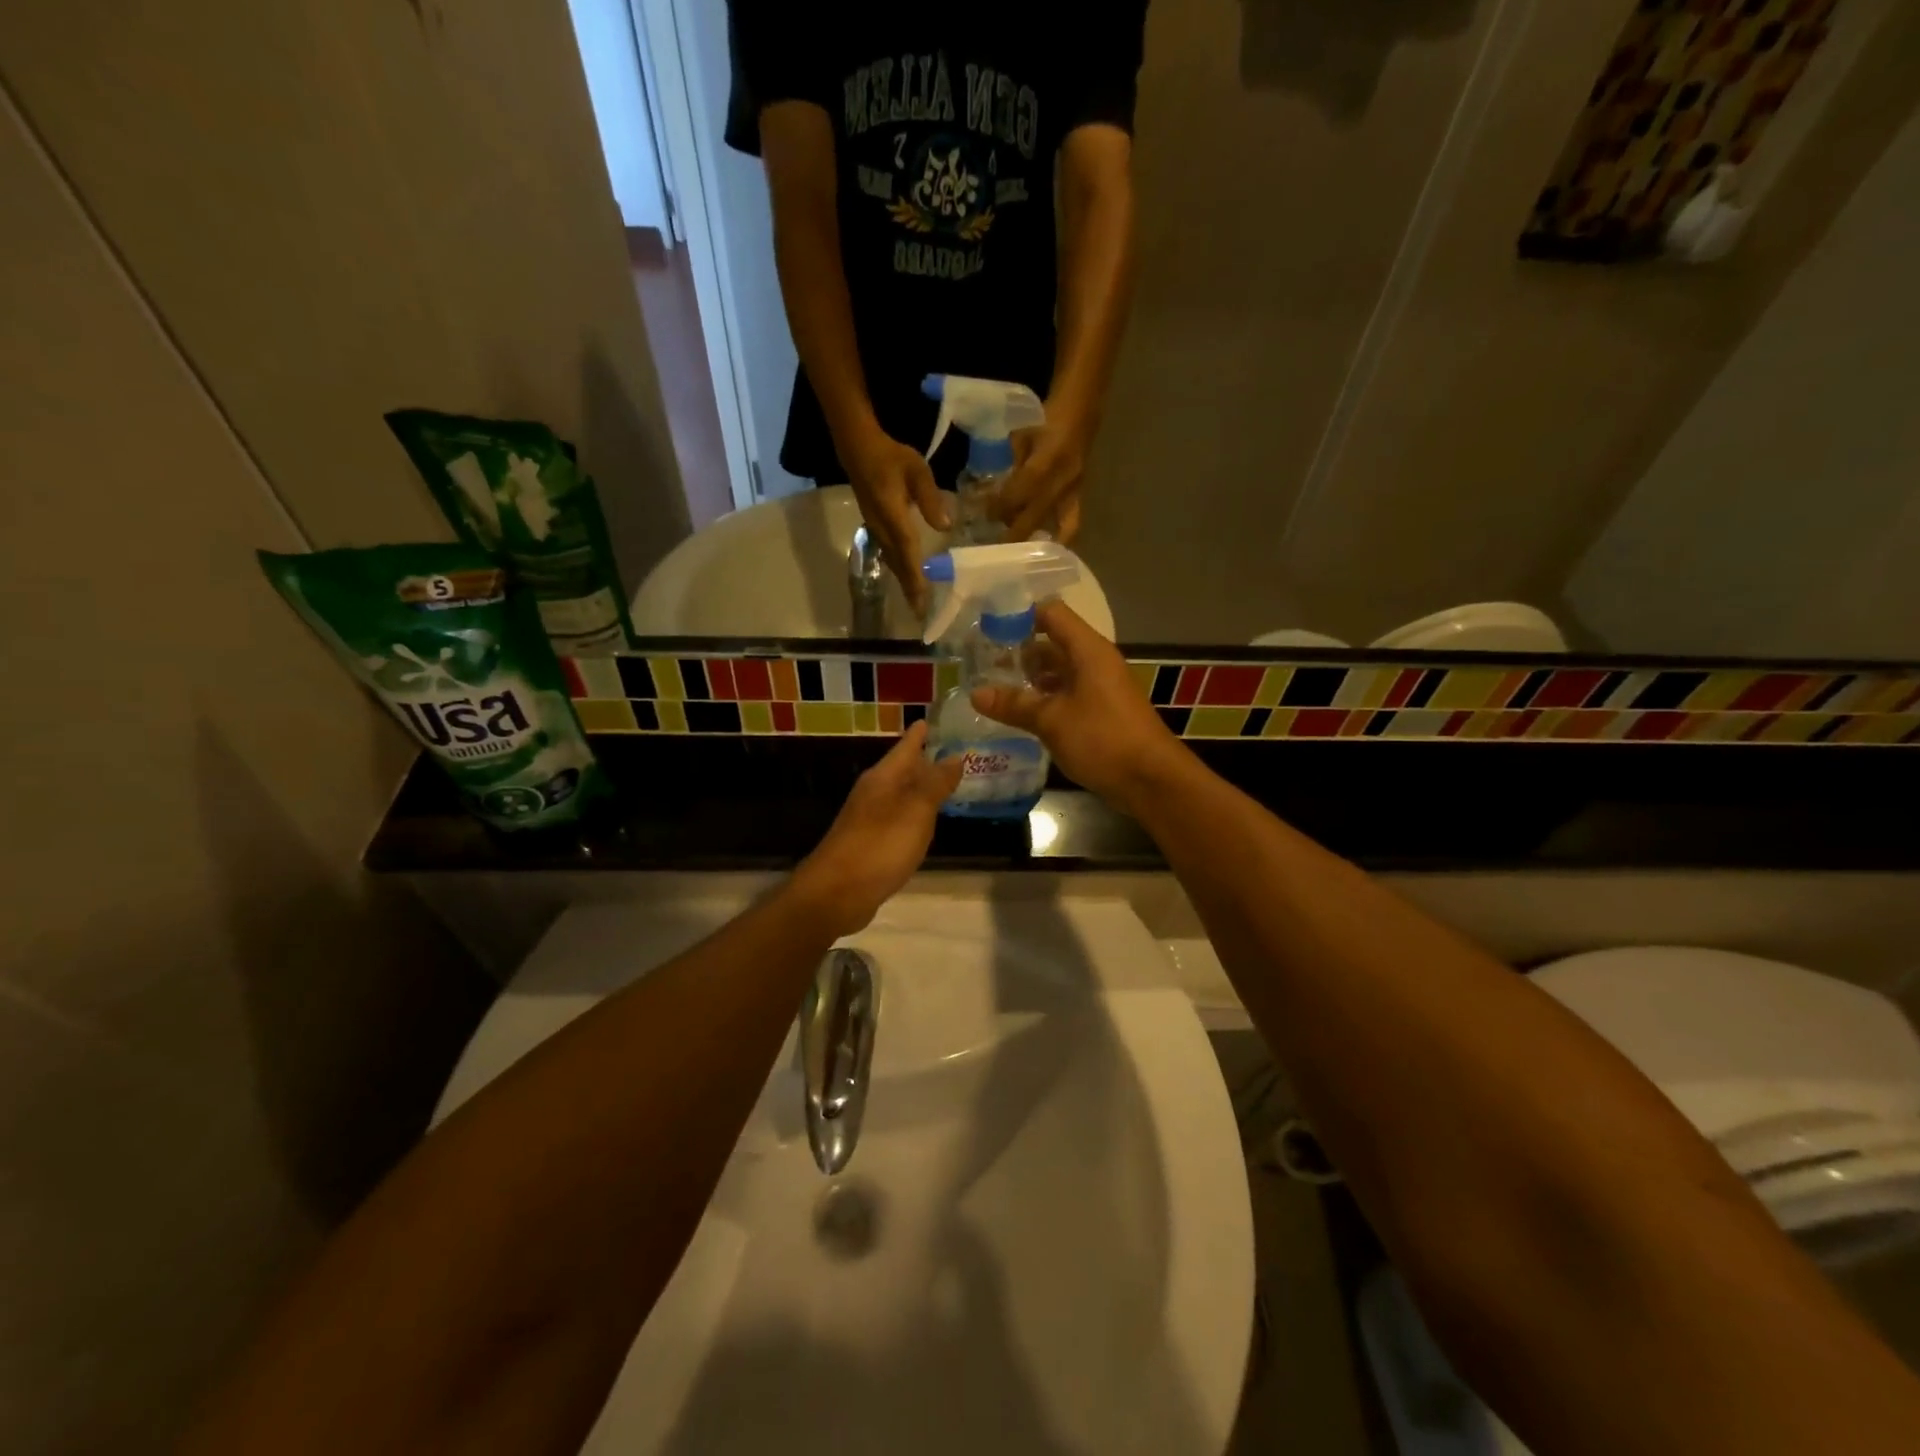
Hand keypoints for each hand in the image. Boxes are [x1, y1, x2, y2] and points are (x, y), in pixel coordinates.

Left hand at [789, 722, 963, 937]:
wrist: (835, 894)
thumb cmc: (879, 847)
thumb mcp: (915, 812)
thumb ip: (936, 784)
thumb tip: (955, 756)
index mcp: (883, 778)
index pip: (906, 746)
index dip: (921, 733)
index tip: (935, 718)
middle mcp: (874, 793)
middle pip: (903, 769)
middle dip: (926, 760)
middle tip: (956, 752)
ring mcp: (869, 819)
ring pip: (901, 794)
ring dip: (922, 788)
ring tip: (948, 783)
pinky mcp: (870, 843)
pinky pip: (898, 818)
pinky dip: (915, 814)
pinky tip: (927, 822)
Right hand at [839, 425, 950, 612]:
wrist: (858, 449)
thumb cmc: (890, 457)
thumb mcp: (916, 469)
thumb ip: (930, 497)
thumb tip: (945, 526)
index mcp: (892, 516)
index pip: (907, 552)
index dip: (916, 578)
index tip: (922, 600)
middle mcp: (882, 529)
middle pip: (898, 565)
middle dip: (910, 590)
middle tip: (921, 614)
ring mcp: (876, 530)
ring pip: (892, 562)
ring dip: (904, 583)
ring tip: (915, 603)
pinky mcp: (876, 527)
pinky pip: (889, 555)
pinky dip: (900, 569)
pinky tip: (907, 577)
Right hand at [970, 601, 1188, 816]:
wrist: (1151, 779)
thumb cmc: (1102, 739)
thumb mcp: (1051, 720)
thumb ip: (1014, 705)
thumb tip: (976, 693)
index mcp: (1088, 650)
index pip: (1051, 613)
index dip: (1019, 615)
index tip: (986, 627)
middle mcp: (1094, 662)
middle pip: (1052, 642)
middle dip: (1018, 651)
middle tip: (980, 663)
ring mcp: (1099, 687)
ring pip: (1058, 671)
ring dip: (1029, 678)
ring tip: (992, 688)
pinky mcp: (1100, 711)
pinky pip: (1066, 694)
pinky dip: (1043, 698)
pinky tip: (1018, 713)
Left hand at [996, 413, 1091, 542]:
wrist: (1082, 408)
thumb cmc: (1046, 416)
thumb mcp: (1021, 435)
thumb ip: (1011, 464)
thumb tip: (994, 488)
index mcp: (1044, 463)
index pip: (1018, 495)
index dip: (1000, 507)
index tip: (986, 516)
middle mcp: (1061, 482)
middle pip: (1033, 517)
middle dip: (1013, 534)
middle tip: (996, 547)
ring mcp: (1073, 490)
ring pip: (1055, 527)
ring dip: (1035, 538)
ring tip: (1018, 551)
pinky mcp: (1080, 494)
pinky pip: (1072, 524)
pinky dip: (1060, 539)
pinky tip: (1048, 548)